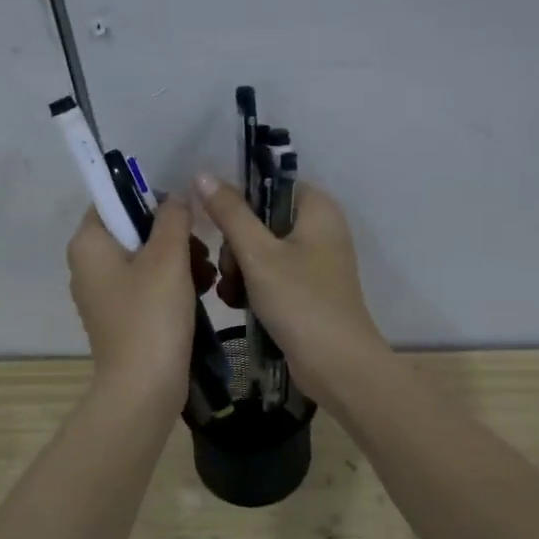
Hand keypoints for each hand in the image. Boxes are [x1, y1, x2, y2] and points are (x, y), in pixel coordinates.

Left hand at [66, 199, 196, 417]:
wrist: (144, 388)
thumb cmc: (152, 316)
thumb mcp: (168, 258)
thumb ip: (173, 218)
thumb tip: (175, 198)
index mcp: (88, 244)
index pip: (112, 199)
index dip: (148, 197)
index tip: (182, 212)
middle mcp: (89, 265)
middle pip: (133, 230)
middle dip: (172, 236)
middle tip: (201, 249)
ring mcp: (104, 294)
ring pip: (146, 259)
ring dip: (180, 261)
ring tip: (208, 274)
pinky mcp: (122, 317)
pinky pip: (148, 286)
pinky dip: (173, 285)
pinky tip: (202, 292)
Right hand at [193, 173, 387, 407]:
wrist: (336, 365)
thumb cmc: (300, 301)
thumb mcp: (258, 254)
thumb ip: (230, 213)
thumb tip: (202, 173)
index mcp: (318, 209)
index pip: (271, 185)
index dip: (240, 200)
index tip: (217, 223)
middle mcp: (320, 230)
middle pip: (262, 221)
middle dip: (236, 246)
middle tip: (229, 269)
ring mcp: (314, 264)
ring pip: (261, 252)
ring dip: (239, 270)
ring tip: (232, 293)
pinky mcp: (306, 292)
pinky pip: (270, 277)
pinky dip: (253, 288)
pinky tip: (238, 305)